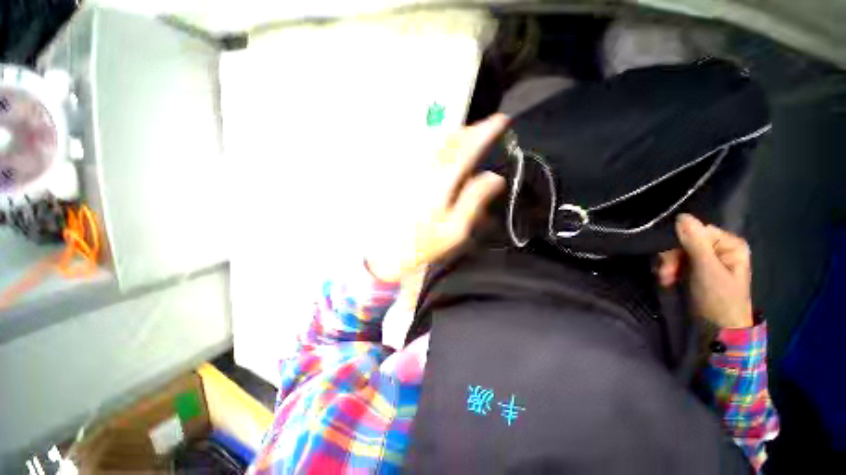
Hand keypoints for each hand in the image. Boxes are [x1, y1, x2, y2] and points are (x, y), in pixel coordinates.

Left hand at [365, 114, 508, 281]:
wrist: (387, 250)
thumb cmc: (423, 244)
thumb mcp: (455, 229)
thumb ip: (473, 200)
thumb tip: (495, 178)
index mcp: (441, 183)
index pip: (466, 149)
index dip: (485, 131)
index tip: (500, 120)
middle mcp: (425, 170)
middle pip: (449, 139)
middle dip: (470, 130)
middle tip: (485, 129)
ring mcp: (411, 171)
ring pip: (435, 142)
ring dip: (454, 135)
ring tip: (468, 136)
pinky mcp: (402, 174)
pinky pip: (423, 151)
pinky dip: (438, 145)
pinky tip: (444, 151)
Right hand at [656, 214, 753, 327]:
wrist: (719, 330)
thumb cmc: (719, 299)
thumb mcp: (707, 270)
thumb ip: (695, 243)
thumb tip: (682, 216)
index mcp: (729, 244)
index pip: (696, 231)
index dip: (678, 243)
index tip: (669, 263)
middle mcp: (719, 248)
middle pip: (684, 241)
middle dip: (671, 258)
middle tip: (665, 275)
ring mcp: (707, 259)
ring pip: (677, 251)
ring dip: (667, 265)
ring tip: (666, 280)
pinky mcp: (696, 269)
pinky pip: (676, 261)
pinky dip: (669, 270)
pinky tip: (667, 280)